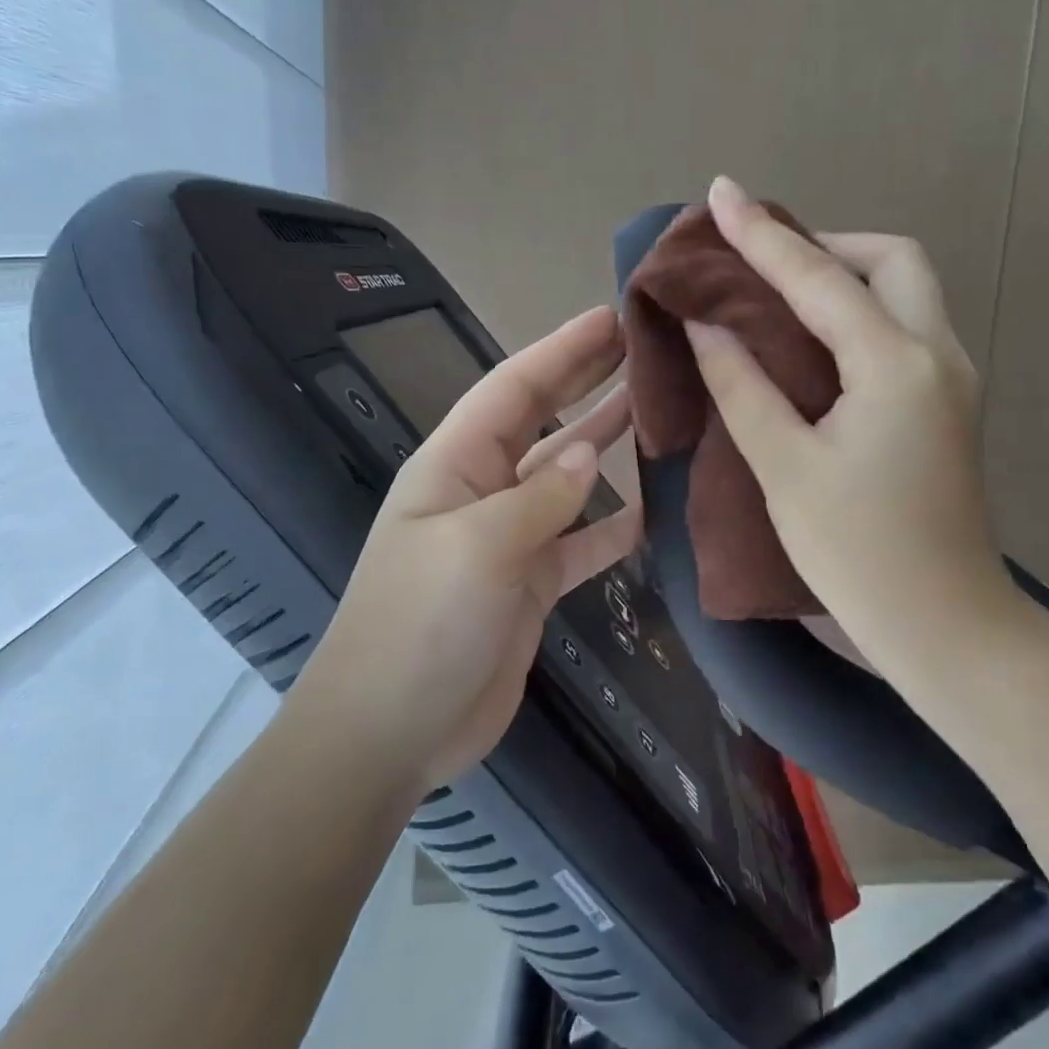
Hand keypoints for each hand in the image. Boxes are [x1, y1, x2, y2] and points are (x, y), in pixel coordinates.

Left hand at [302, 307, 641, 795]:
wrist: (391, 731)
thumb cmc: (420, 626)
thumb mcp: (479, 548)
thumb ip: (540, 498)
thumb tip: (587, 455)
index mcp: (454, 464)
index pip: (514, 389)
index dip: (562, 350)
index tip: (612, 317)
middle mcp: (481, 491)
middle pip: (541, 421)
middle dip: (586, 381)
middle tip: (643, 347)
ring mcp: (508, 539)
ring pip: (566, 479)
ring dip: (605, 444)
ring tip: (657, 410)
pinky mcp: (530, 585)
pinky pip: (580, 542)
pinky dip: (612, 526)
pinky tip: (654, 511)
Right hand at [685, 177, 1016, 676]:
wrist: (945, 628)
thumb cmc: (858, 553)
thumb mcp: (784, 467)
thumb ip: (742, 385)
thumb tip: (707, 325)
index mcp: (895, 364)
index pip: (819, 277)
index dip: (762, 236)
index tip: (721, 194)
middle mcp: (937, 355)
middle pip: (892, 260)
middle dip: (826, 244)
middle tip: (763, 263)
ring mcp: (952, 379)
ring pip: (906, 291)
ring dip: (846, 275)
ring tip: (780, 293)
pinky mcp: (948, 406)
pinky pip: (904, 329)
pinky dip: (860, 312)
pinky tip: (814, 340)